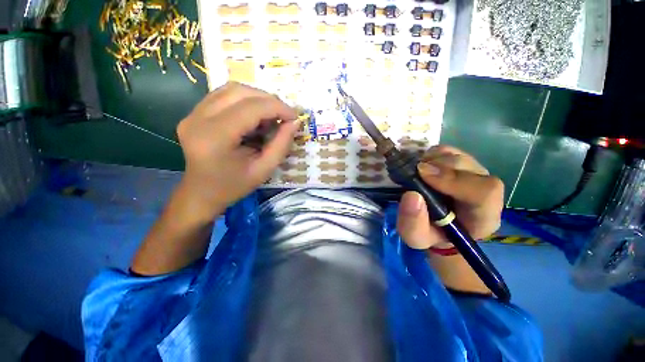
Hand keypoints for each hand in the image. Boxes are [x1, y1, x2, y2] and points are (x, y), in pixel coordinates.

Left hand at [176, 82, 298, 217]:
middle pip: (239, 92)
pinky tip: (254, 116)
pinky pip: (223, 96)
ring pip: (231, 89)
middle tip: (284, 116)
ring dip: (257, 98)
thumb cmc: (234, 186)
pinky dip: (244, 101)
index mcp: (215, 138)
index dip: (277, 108)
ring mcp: (192, 114)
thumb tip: (295, 122)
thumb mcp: (264, 170)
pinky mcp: (193, 114)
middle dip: (268, 100)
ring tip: (271, 115)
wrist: (202, 193)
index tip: (294, 117)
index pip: (251, 108)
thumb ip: (281, 145)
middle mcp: (198, 119)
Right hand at [397, 146, 503, 249]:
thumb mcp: (416, 237)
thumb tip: (411, 195)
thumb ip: (413, 223)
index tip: (422, 175)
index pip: (484, 191)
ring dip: (431, 160)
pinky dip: (430, 155)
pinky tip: (421, 167)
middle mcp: (484, 190)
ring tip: (416, 173)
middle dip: (436, 167)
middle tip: (413, 173)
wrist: (437, 225)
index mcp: (483, 215)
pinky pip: (447, 151)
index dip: (454, 179)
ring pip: (456, 155)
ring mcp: (474, 173)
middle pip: (467, 166)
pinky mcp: (461, 163)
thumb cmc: (430, 234)